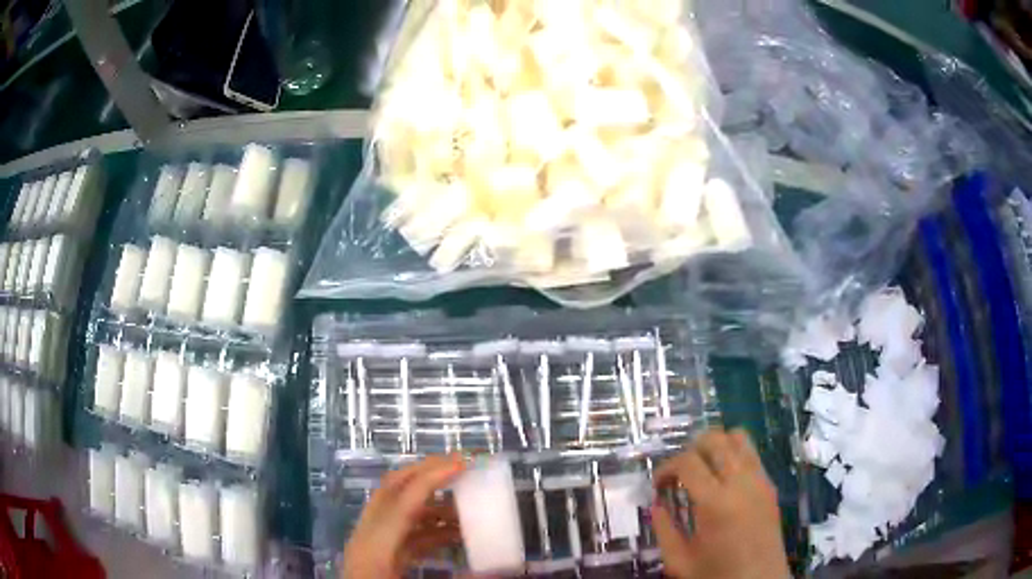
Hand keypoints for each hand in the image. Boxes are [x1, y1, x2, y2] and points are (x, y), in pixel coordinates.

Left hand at [342, 455, 465, 578]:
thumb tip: (500, 567)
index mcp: (374, 546)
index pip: (403, 499)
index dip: (433, 477)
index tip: (465, 462)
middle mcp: (367, 537)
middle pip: (392, 490)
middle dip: (425, 471)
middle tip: (460, 463)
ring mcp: (370, 544)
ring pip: (398, 509)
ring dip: (431, 501)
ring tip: (465, 502)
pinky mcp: (378, 556)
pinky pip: (403, 532)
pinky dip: (428, 527)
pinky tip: (454, 533)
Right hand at [652, 428, 789, 578]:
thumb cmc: (717, 575)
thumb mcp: (679, 561)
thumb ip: (664, 529)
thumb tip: (656, 504)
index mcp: (715, 503)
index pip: (687, 461)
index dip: (666, 467)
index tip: (658, 485)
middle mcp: (741, 482)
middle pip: (715, 438)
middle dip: (691, 449)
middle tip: (680, 474)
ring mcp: (760, 480)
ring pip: (739, 438)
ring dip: (716, 447)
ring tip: (703, 471)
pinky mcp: (771, 485)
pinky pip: (752, 455)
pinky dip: (734, 456)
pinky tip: (723, 482)